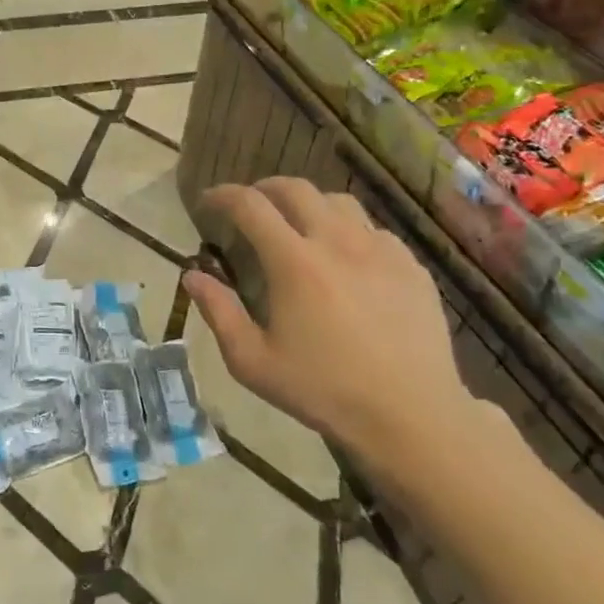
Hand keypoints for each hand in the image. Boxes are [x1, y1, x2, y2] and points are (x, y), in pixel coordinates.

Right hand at [183, 178, 518, 490]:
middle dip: (264, 188)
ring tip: (297, 224)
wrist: (410, 416)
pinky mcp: (411, 267)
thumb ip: (218, 312)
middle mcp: (337, 243)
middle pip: (296, 189)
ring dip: (308, 204)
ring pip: (339, 202)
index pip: (250, 206)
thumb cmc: (321, 390)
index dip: (223, 195)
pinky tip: (345, 258)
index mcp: (294, 263)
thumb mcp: (252, 361)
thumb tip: (192, 275)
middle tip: (249, 205)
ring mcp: (380, 251)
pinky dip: (348, 230)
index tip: (207, 201)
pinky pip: (373, 230)